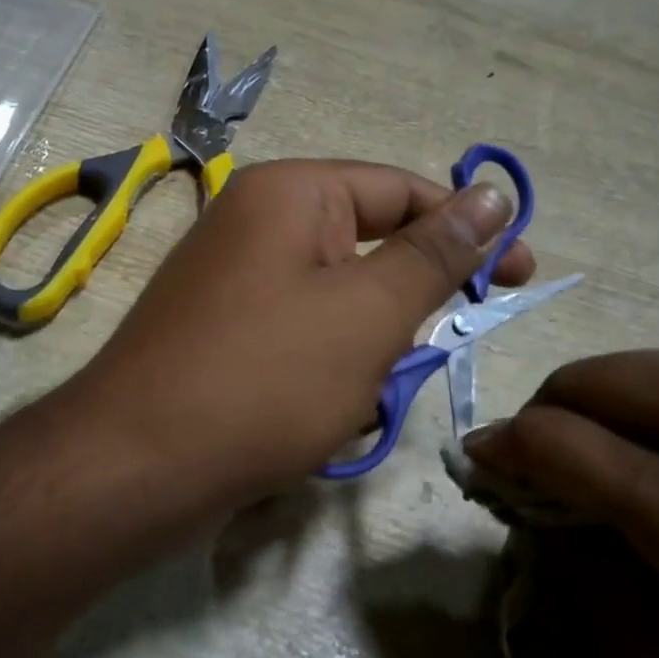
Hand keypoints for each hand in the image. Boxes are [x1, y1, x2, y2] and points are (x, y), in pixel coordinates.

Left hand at [62, 159, 533, 530]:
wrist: (137, 466)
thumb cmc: (266, 379)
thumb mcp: (369, 314)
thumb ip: (435, 253)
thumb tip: (492, 193)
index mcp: (290, 194)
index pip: (401, 191)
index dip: (467, 230)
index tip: (520, 276)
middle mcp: (255, 223)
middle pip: (367, 250)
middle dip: (401, 312)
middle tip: (405, 362)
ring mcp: (232, 280)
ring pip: (337, 304)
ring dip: (364, 354)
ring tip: (348, 400)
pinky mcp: (221, 332)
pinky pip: (299, 337)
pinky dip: (324, 373)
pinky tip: (316, 419)